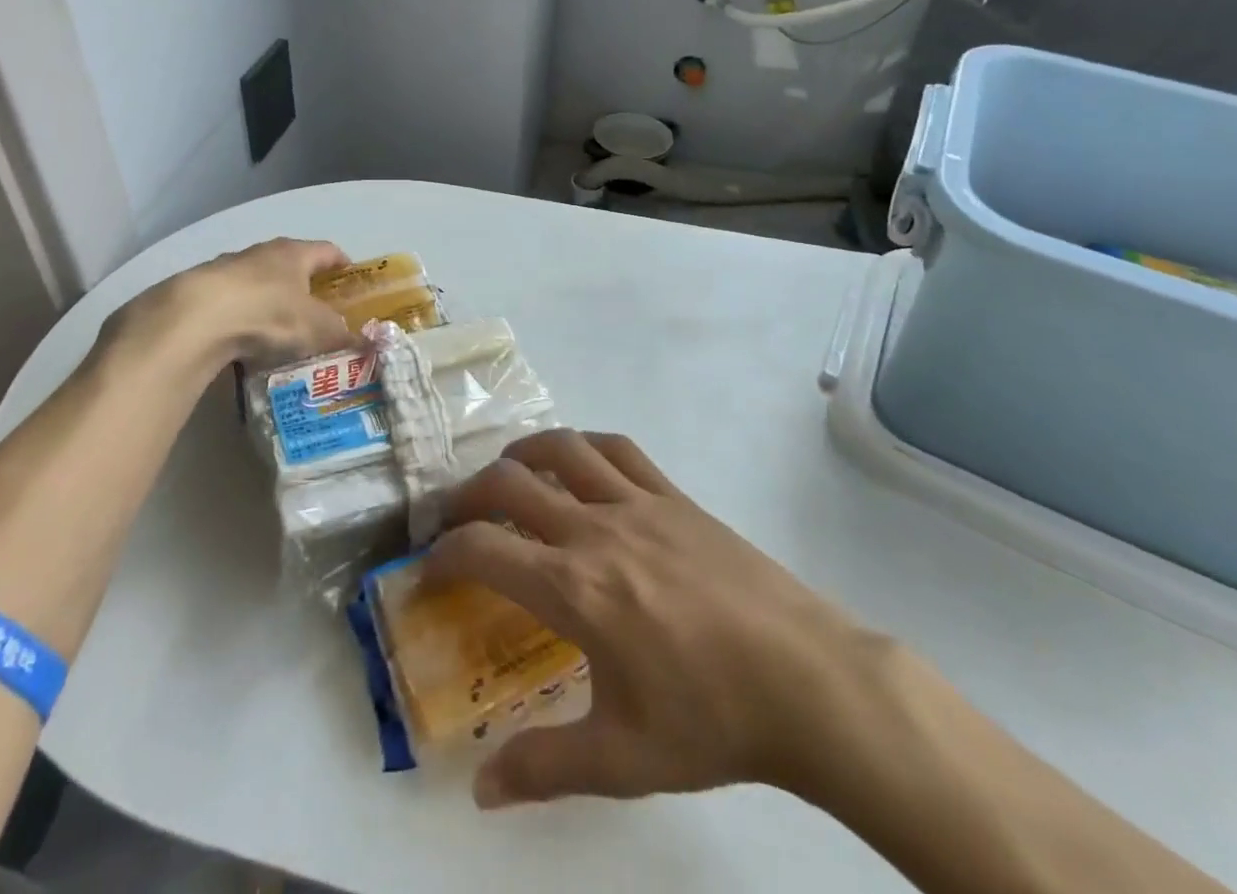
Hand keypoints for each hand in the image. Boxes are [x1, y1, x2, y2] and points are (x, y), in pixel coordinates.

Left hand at [95, 238, 355, 373]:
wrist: (196, 319)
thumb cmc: (270, 314)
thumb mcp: (318, 330)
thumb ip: (345, 336)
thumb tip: (370, 344)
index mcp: (295, 253)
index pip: (327, 250)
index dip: (342, 263)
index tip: (352, 278)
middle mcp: (262, 252)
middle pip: (290, 263)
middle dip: (305, 284)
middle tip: (318, 310)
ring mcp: (226, 268)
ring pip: (257, 281)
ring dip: (269, 300)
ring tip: (279, 330)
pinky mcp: (199, 291)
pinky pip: (230, 302)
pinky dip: (241, 317)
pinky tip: (243, 342)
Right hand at [425, 429, 890, 811]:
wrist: (806, 680)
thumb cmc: (711, 720)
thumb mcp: (623, 761)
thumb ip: (544, 768)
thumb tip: (480, 791)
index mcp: (573, 589)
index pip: (483, 550)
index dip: (444, 553)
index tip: (429, 566)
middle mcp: (595, 530)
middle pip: (510, 483)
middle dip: (468, 495)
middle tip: (455, 517)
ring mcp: (638, 503)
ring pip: (563, 450)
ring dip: (522, 454)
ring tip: (508, 473)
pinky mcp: (675, 496)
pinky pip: (619, 450)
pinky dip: (585, 445)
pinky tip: (579, 462)